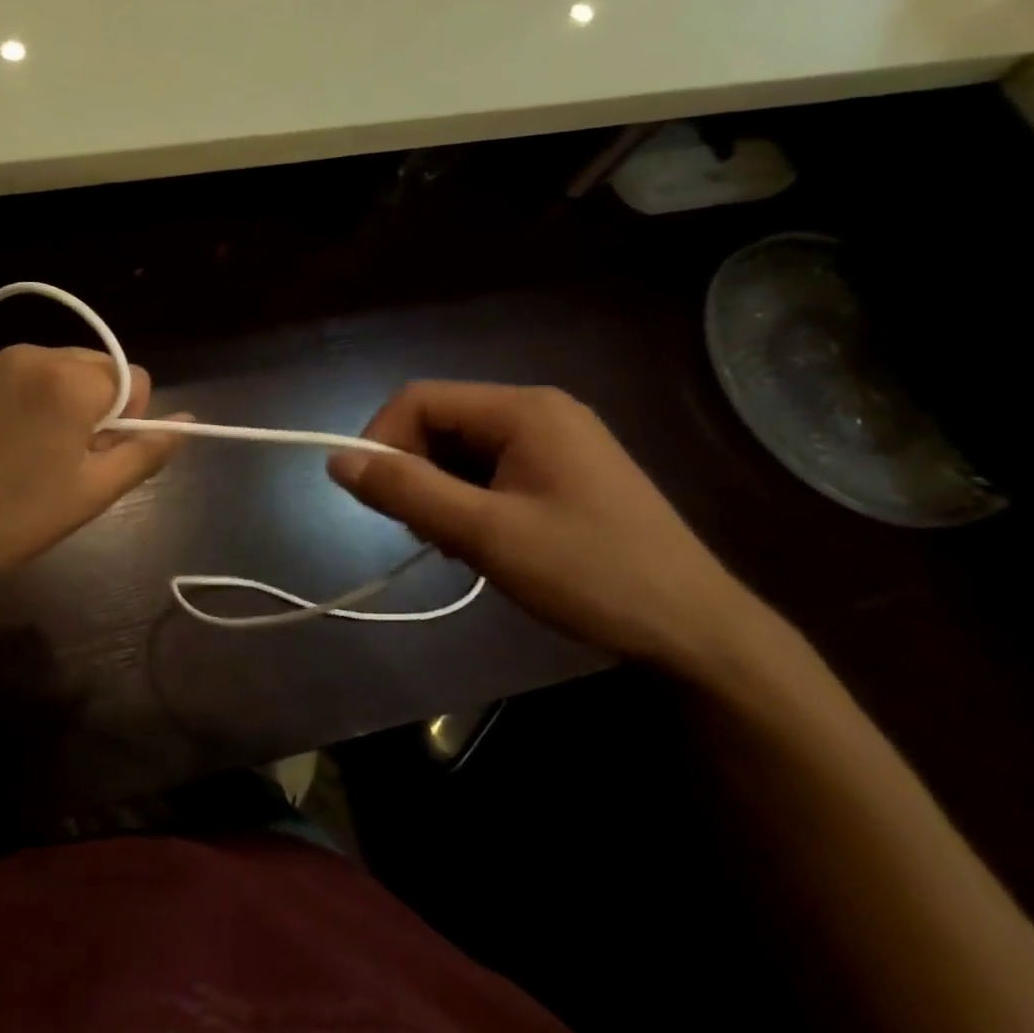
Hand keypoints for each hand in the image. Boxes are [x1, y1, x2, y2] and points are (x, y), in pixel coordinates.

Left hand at [0, 345, 184, 596]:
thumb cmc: (22, 515)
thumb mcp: (96, 491)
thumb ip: (147, 450)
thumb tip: (188, 423)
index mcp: (72, 381)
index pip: (134, 378)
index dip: (128, 419)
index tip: (98, 453)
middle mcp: (34, 354)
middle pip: (94, 367)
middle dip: (94, 404)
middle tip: (66, 455)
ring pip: (55, 367)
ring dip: (58, 397)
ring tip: (31, 447)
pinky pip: (16, 372)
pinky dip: (22, 395)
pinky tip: (1, 436)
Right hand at [329, 382, 773, 678]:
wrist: (697, 633)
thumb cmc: (589, 574)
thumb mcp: (486, 534)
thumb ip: (407, 491)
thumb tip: (336, 460)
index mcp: (524, 409)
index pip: (420, 400)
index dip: (382, 439)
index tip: (373, 496)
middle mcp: (539, 412)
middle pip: (440, 422)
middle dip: (414, 471)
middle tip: (420, 531)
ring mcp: (556, 442)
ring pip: (462, 449)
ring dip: (440, 491)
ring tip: (454, 545)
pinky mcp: (564, 473)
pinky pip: (491, 470)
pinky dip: (468, 501)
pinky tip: (481, 543)